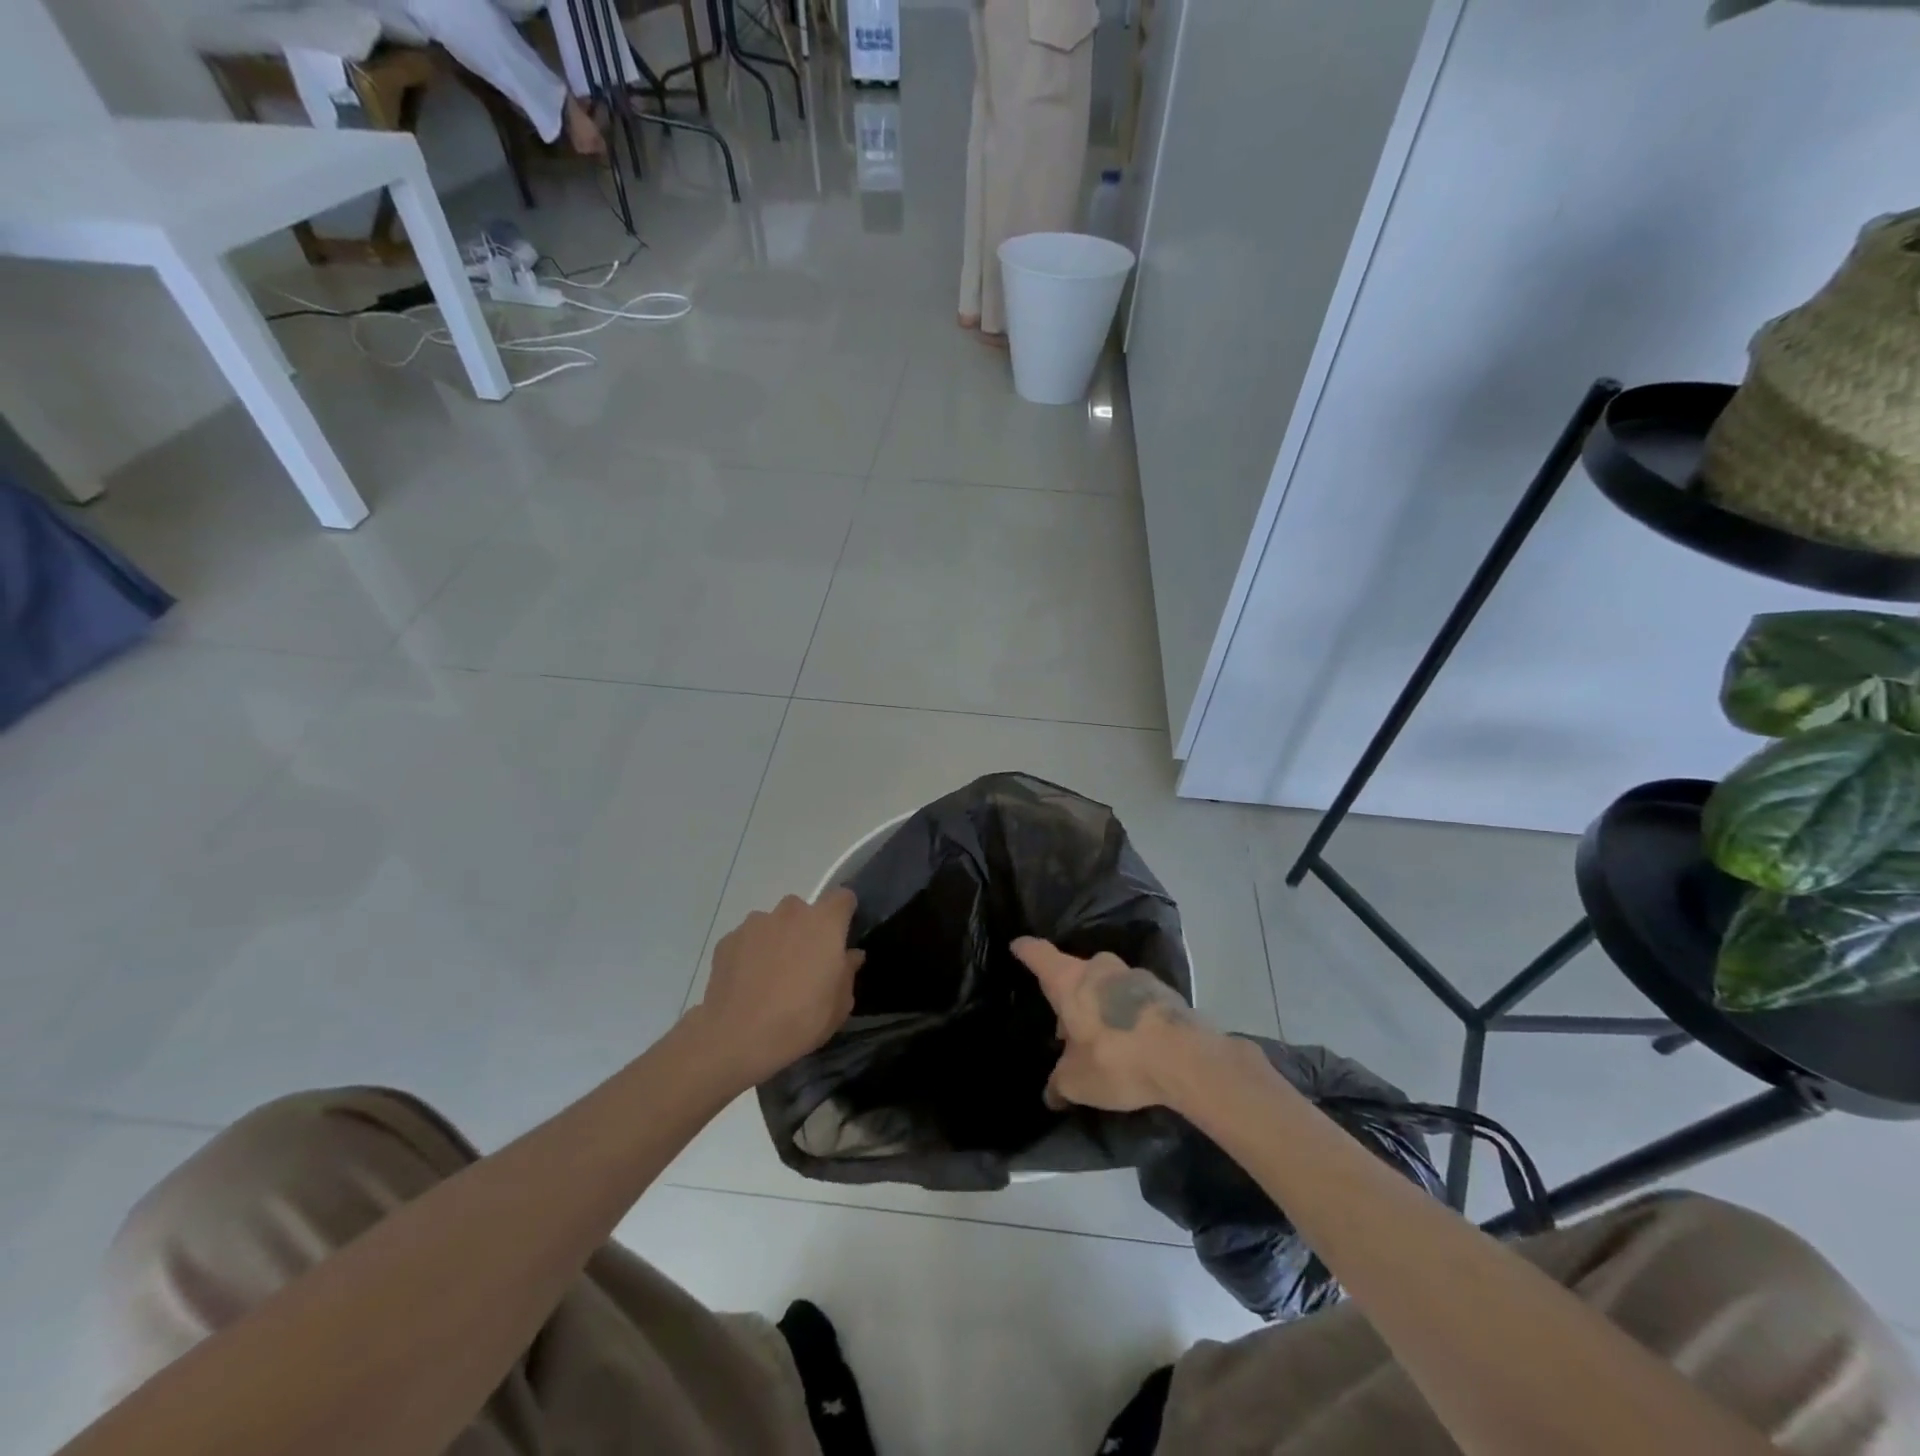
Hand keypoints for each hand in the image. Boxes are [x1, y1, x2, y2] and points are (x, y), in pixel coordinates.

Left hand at [694, 889, 864, 1087]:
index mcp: (824, 923)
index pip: (842, 897)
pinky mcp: (728, 940)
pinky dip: (750, 953)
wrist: (738, 1038)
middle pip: (804, 910)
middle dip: (807, 929)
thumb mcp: (840, 1005)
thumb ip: (848, 972)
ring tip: (771, 975)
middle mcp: (790, 913)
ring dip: (777, 939)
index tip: (842, 936)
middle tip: (805, 963)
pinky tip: (747, 983)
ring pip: (773, 923)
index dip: (844, 913)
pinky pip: (747, 939)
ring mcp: (755, 924)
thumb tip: (850, 955)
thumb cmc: (801, 1019)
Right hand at [1012, 937, 1209, 1111]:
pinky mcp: (1161, 991)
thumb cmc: (1116, 1058)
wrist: (1184, 1057)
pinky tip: (1131, 1040)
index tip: (1017, 945)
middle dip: (1069, 994)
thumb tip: (1051, 1094)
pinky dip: (1126, 1013)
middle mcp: (1099, 968)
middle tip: (1066, 1024)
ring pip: (1106, 984)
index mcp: (1070, 980)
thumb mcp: (1077, 1081)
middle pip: (1076, 971)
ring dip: (1100, 1004)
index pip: (1039, 955)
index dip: (1026, 951)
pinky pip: (1133, 998)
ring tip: (1101, 1037)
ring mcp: (1133, 975)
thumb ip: (1060, 1083)